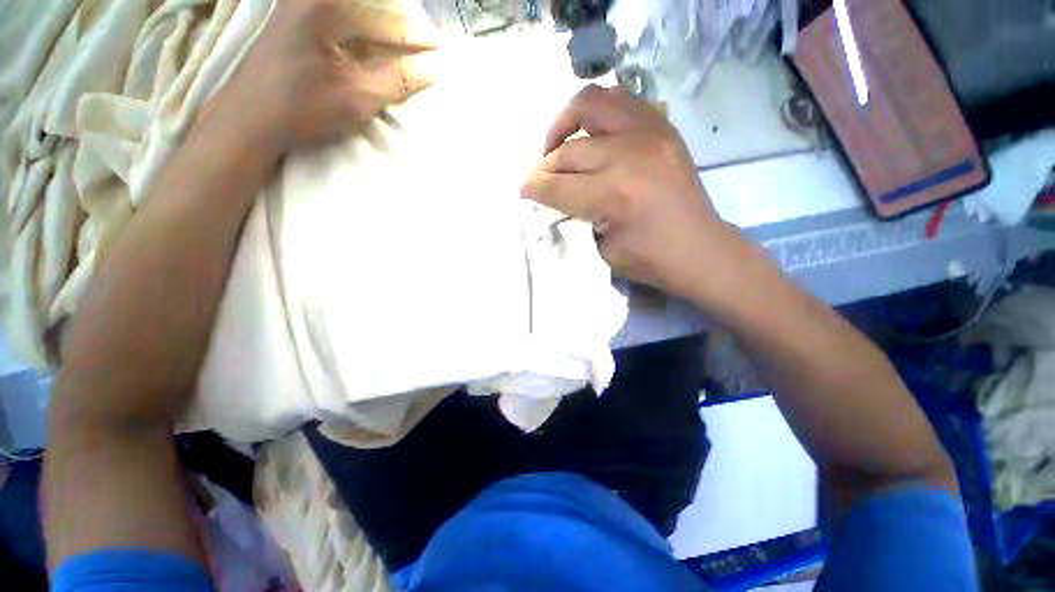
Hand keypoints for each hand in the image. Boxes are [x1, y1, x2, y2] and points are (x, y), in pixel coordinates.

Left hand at [209, 0, 437, 155]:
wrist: (250, 119)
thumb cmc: (302, 108)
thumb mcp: (358, 98)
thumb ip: (398, 80)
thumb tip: (433, 68)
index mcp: (325, 6)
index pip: (385, 14)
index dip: (416, 34)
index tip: (437, 50)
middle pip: (371, 4)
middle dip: (400, 25)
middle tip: (423, 49)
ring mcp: (301, 6)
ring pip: (356, 10)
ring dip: (383, 28)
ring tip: (403, 51)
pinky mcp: (296, 20)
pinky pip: (340, 18)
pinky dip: (363, 34)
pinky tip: (375, 51)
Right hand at [521, 85, 741, 298]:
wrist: (700, 250)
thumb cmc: (650, 260)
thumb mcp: (602, 249)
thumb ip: (573, 217)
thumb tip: (550, 197)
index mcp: (614, 194)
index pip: (557, 185)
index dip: (532, 187)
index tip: (521, 189)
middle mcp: (630, 154)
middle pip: (569, 149)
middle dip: (544, 165)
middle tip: (540, 178)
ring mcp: (651, 133)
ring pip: (591, 102)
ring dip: (566, 121)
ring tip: (561, 145)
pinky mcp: (663, 127)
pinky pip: (620, 101)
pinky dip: (597, 115)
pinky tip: (592, 136)